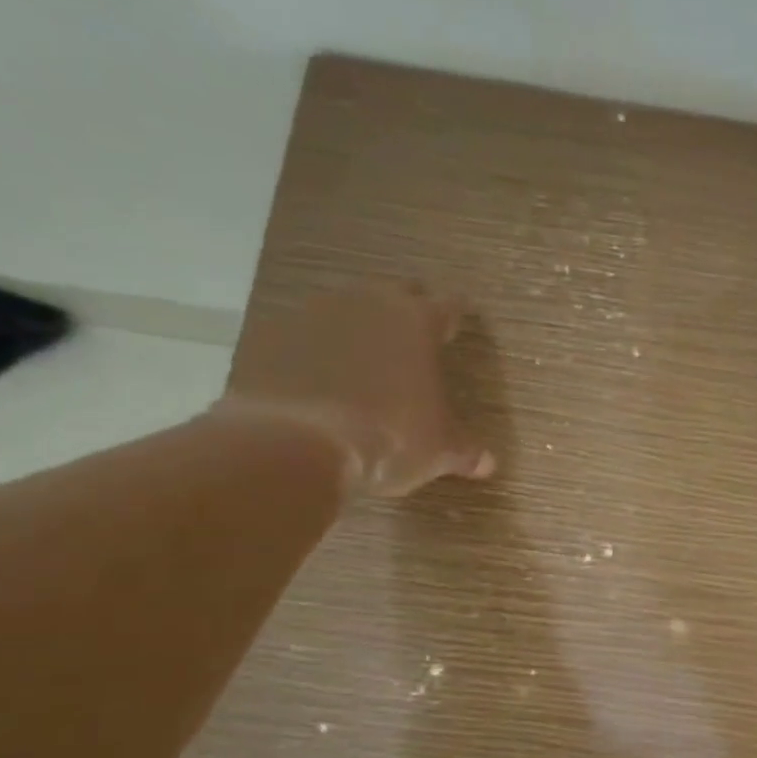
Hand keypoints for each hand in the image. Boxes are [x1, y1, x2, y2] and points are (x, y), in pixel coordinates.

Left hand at [215, 282, 494, 496]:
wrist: (293, 443)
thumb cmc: (388, 438)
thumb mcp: (438, 451)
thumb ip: (464, 451)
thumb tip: (487, 464)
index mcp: (417, 322)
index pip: (448, 306)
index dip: (454, 318)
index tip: (456, 328)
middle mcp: (367, 303)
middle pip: (395, 293)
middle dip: (405, 311)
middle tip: (411, 341)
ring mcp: (312, 314)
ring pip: (344, 309)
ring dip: (355, 329)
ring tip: (359, 363)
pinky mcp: (268, 336)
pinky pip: (299, 336)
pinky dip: (310, 352)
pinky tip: (313, 383)